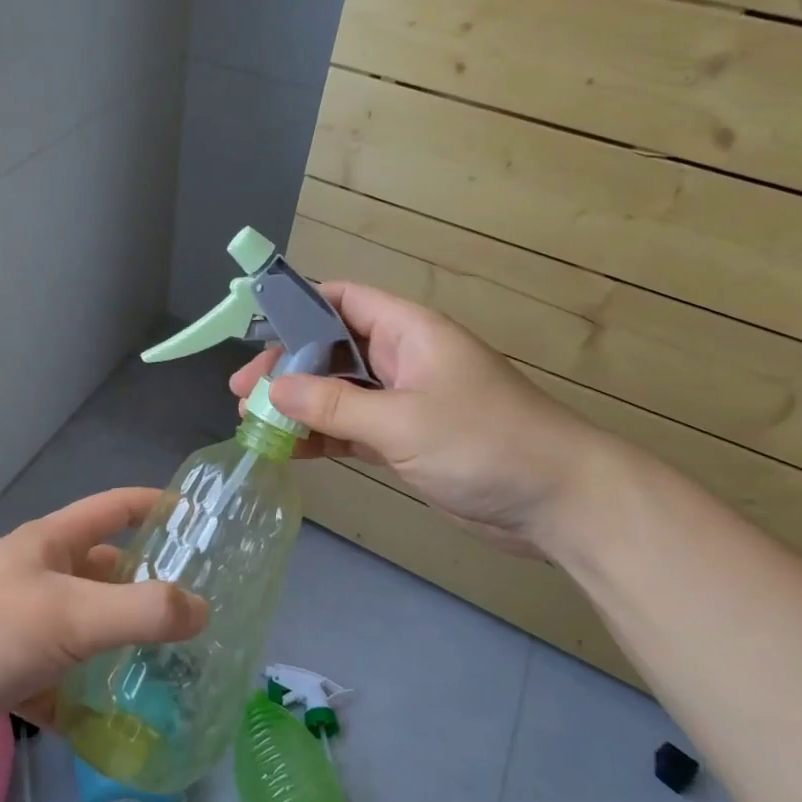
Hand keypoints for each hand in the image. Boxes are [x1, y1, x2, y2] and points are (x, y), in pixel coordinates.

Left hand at [0, 488, 207, 755]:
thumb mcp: (73, 615)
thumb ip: (141, 611)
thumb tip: (202, 609)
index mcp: (54, 544)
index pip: (115, 508)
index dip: (156, 506)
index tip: (201, 520)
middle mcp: (42, 577)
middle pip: (107, 573)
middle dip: (150, 588)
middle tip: (202, 614)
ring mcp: (25, 626)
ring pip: (88, 630)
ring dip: (123, 647)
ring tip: (177, 670)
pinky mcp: (11, 672)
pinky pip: (64, 682)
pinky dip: (89, 699)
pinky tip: (122, 723)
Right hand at [230, 280, 604, 554]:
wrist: (558, 502)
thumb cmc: (483, 442)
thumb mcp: (402, 421)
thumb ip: (334, 405)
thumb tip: (274, 389)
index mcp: (407, 331)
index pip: (343, 299)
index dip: (297, 308)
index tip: (255, 334)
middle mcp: (401, 358)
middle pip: (330, 349)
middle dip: (286, 368)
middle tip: (243, 394)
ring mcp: (402, 400)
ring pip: (337, 392)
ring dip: (298, 406)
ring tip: (254, 424)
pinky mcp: (405, 439)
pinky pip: (351, 428)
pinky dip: (321, 436)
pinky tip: (289, 450)